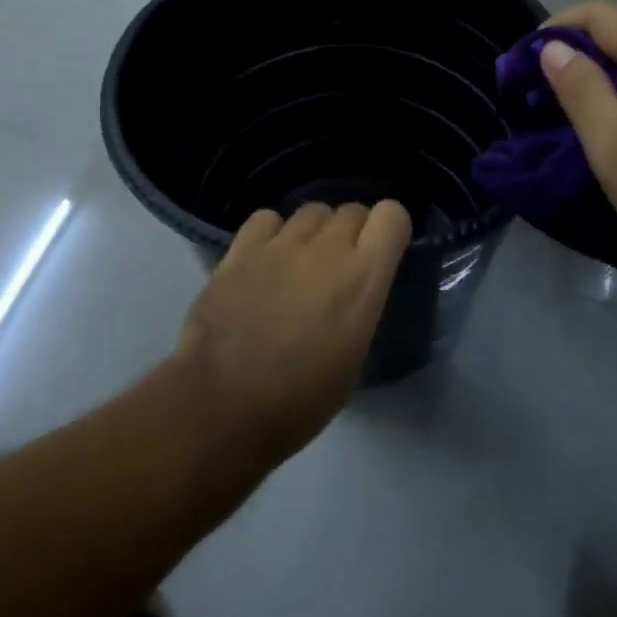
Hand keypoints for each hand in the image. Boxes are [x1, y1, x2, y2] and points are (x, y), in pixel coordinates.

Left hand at [173, 201, 411, 464]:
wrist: (224, 406)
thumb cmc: (301, 399)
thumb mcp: (354, 356)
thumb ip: (361, 304)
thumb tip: (353, 289)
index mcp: (364, 278)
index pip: (392, 215)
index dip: (389, 229)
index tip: (381, 252)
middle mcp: (327, 249)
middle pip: (352, 210)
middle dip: (352, 232)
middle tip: (338, 266)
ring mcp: (281, 244)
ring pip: (312, 211)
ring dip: (315, 231)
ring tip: (301, 261)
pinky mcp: (241, 249)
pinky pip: (267, 219)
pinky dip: (272, 233)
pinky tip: (265, 259)